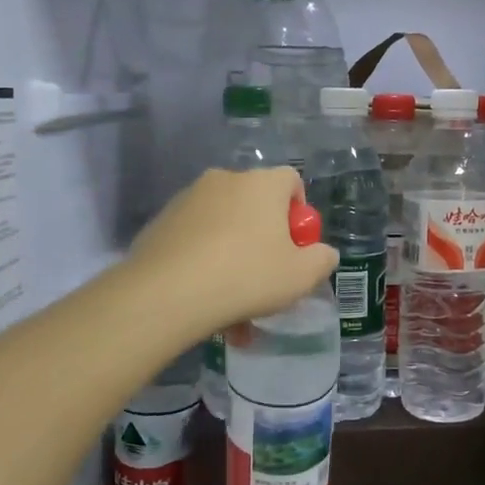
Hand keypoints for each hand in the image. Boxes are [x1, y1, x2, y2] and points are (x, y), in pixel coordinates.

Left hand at [128, 167, 338, 340]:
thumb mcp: (301, 277)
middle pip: (255, 204)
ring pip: (223, 226)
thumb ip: (322, 260)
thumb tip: (323, 253)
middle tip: (267, 276)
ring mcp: (188, 199)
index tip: (296, 246)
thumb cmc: (247, 276)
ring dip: (234, 256)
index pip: (291, 180)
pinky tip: (204, 299)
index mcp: (262, 184)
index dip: (299, 212)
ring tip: (234, 304)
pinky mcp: (161, 222)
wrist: (167, 293)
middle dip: (264, 238)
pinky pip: (195, 239)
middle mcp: (225, 180)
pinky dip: (204, 262)